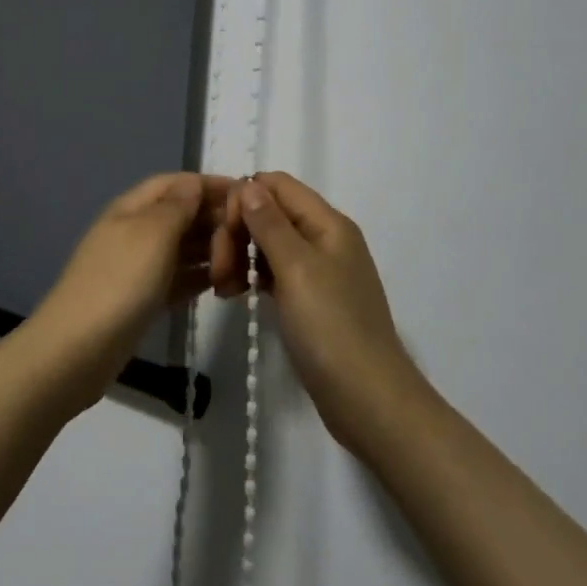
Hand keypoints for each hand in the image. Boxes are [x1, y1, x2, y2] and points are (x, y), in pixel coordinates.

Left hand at [31, 173, 238, 407]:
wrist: (77, 349)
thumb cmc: (119, 282)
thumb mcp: (152, 234)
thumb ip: (177, 206)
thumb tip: (193, 183)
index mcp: (132, 208)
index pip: (175, 183)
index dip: (208, 184)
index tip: (247, 194)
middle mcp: (134, 231)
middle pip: (179, 214)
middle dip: (213, 218)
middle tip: (252, 233)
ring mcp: (136, 267)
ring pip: (181, 248)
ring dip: (210, 249)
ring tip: (245, 259)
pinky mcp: (141, 299)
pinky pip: (177, 278)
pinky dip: (199, 277)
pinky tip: (223, 284)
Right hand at [226, 172, 429, 453]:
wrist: (369, 401)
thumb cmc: (331, 328)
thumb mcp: (297, 269)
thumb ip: (270, 223)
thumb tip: (249, 184)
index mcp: (328, 223)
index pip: (277, 184)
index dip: (245, 198)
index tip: (223, 231)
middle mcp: (324, 238)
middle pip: (270, 212)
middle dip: (238, 232)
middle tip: (218, 270)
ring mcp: (318, 271)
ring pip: (268, 243)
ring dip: (240, 256)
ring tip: (222, 287)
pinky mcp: (309, 300)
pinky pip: (274, 272)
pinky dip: (252, 277)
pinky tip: (234, 295)